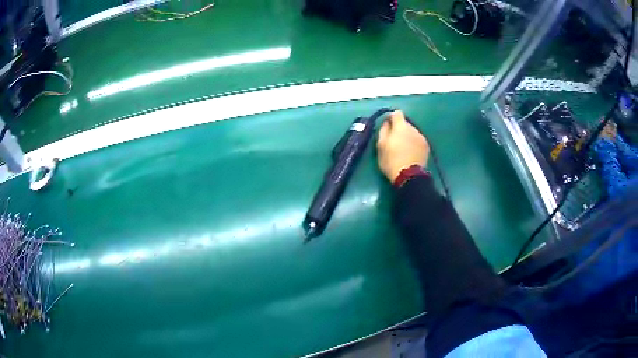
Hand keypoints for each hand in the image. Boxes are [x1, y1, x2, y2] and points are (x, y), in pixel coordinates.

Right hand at [376, 111, 429, 182]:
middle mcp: (413, 128)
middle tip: (393, 140)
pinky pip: (418, 140)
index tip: (387, 126)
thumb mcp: (380, 145)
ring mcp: (421, 137)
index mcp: (401, 126)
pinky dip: (414, 143)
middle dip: (399, 129)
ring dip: (407, 136)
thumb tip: (386, 123)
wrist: (409, 176)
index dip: (391, 118)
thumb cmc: (391, 160)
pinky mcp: (426, 146)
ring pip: (412, 132)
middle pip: (405, 123)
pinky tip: (410, 153)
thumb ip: (383, 130)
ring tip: (403, 149)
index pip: (397, 113)